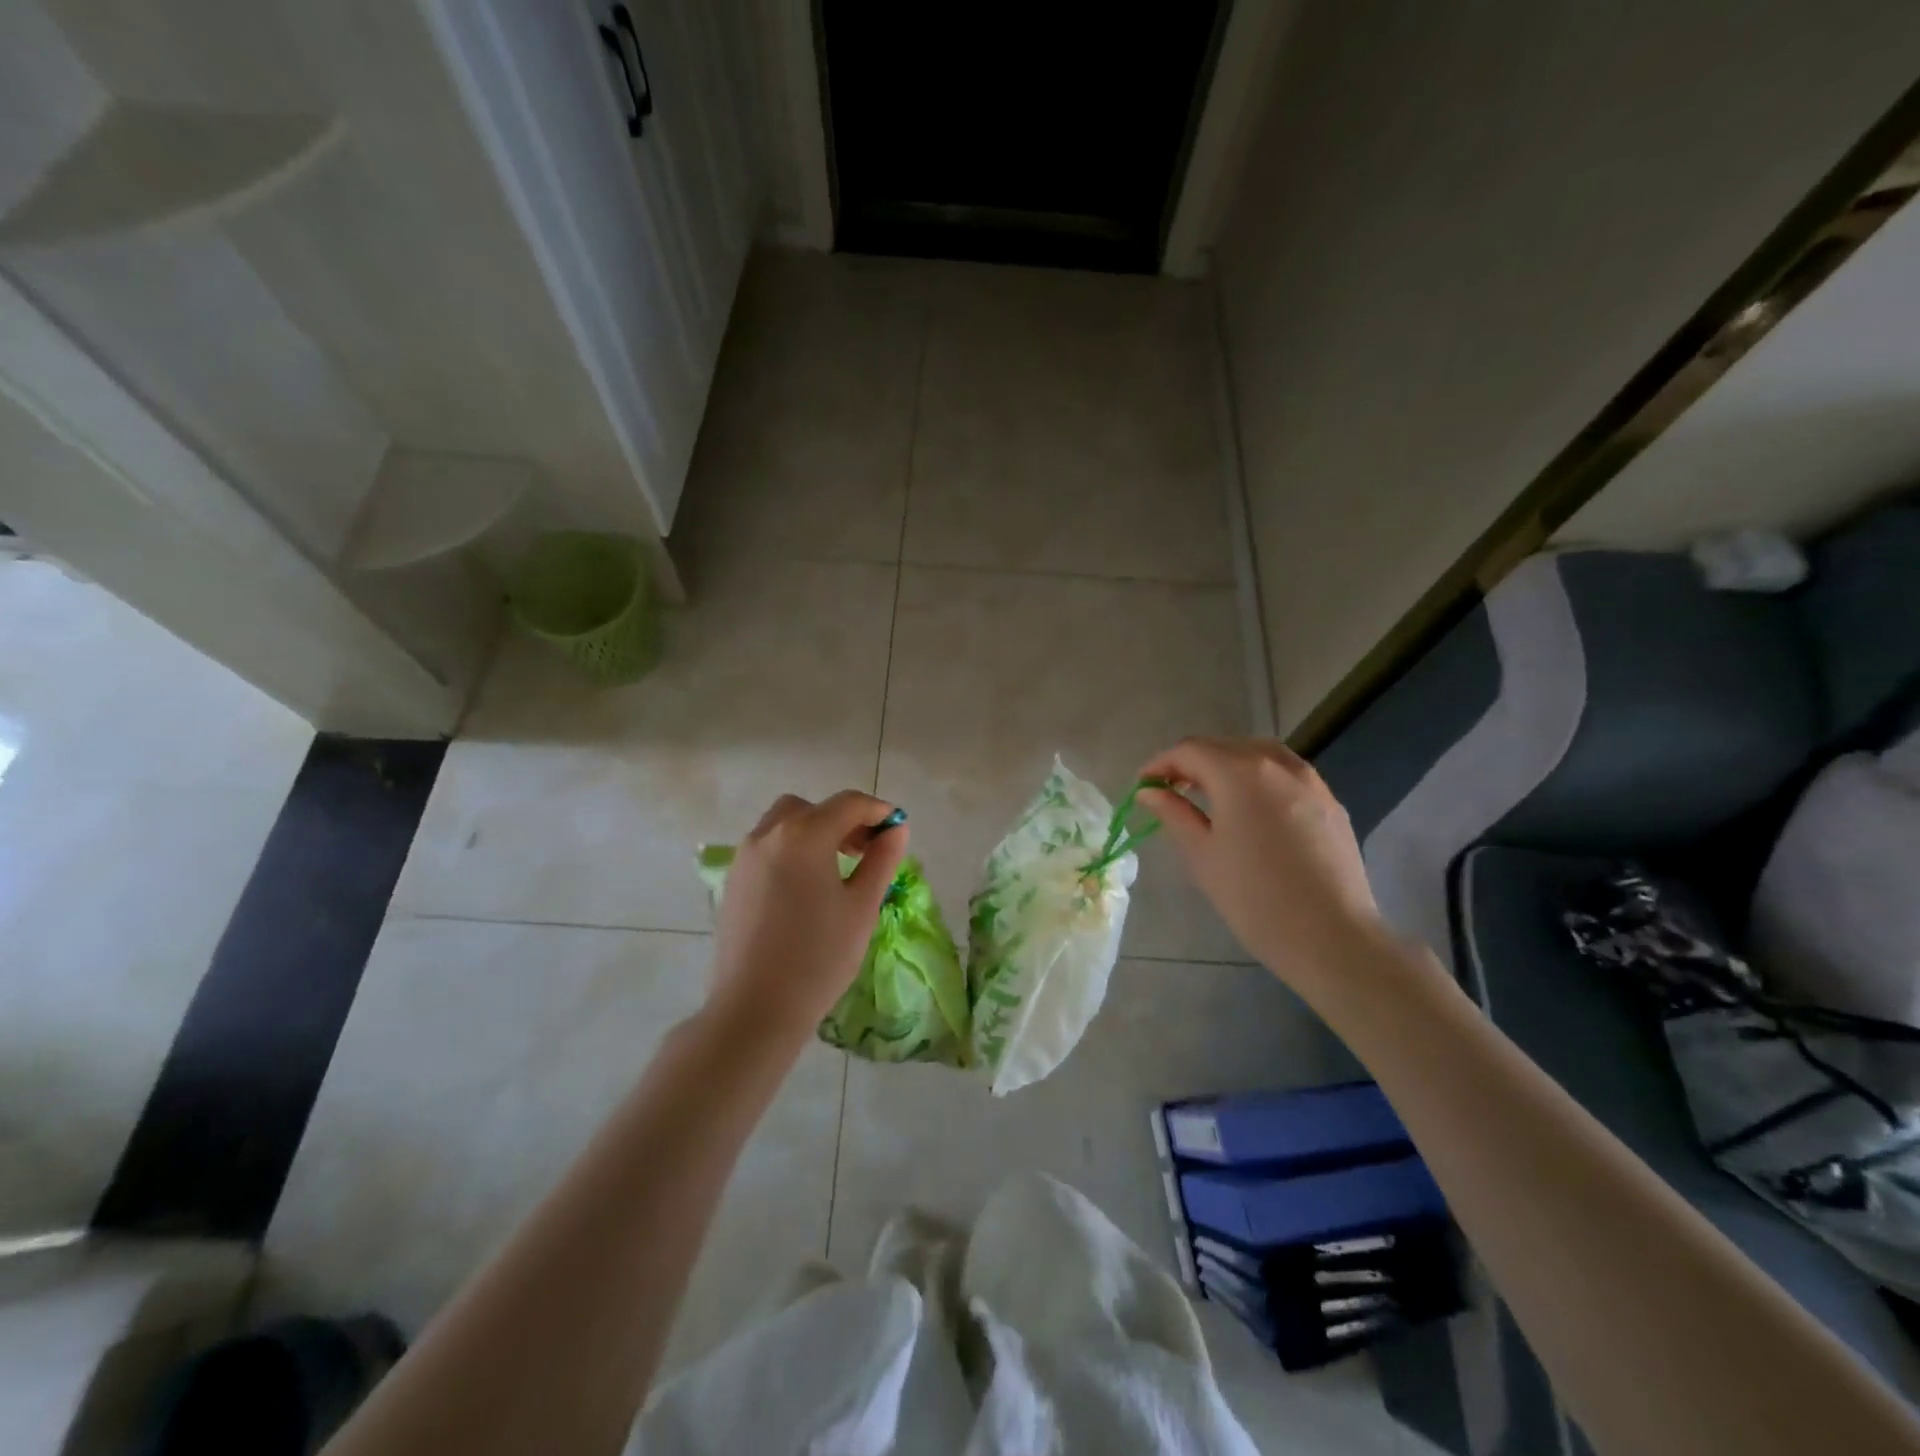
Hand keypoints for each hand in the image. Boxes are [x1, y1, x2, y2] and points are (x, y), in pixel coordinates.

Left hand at [706, 790, 908, 1036]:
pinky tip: (806, 887)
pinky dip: (791, 849)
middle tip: (865, 850)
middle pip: (813, 809)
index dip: (878, 811)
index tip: (897, 828)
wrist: (755, 1008)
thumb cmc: (819, 956)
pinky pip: (767, 847)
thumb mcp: (862, 906)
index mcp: (804, 834)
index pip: (849, 804)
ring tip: (837, 869)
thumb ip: (882, 859)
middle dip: (843, 820)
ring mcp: (745, 856)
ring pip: (785, 824)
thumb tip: (896, 829)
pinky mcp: (732, 880)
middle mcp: (769, 834)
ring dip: (815, 832)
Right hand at [1137, 738, 1391, 1000]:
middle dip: (1192, 762)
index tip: (1143, 785)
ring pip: (1258, 754)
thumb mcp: (1202, 855)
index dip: (1160, 763)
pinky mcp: (1330, 802)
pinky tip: (1250, 808)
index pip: (1190, 751)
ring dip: (1227, 764)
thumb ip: (1174, 813)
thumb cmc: (1254, 899)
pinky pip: (1285, 773)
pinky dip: (1258, 777)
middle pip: (1224, 746)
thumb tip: (1149, 791)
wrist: (1332, 938)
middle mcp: (1277, 764)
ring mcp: (1310, 780)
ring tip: (1208, 794)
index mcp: (1240, 773)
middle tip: (1170, 790)